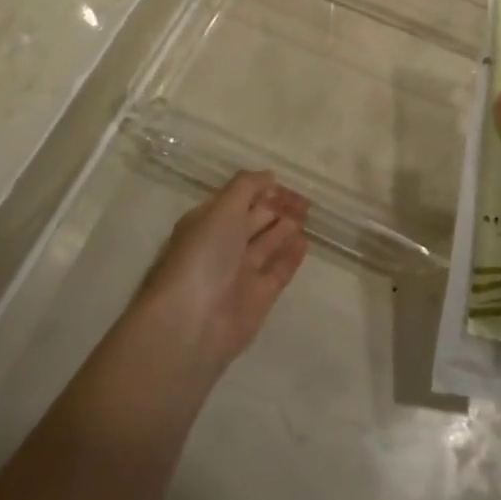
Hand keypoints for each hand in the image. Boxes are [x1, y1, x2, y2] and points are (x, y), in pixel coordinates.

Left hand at [137, 171, 308, 371]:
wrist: (192, 323)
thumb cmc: (203, 256)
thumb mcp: (222, 209)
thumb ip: (246, 186)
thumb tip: (269, 175)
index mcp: (207, 222)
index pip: (237, 199)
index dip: (260, 189)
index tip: (283, 182)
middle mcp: (222, 246)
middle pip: (254, 220)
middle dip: (277, 207)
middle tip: (304, 198)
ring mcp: (240, 273)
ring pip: (268, 244)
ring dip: (286, 227)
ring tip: (308, 214)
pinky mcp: (258, 298)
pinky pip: (278, 270)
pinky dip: (291, 255)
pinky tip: (305, 241)